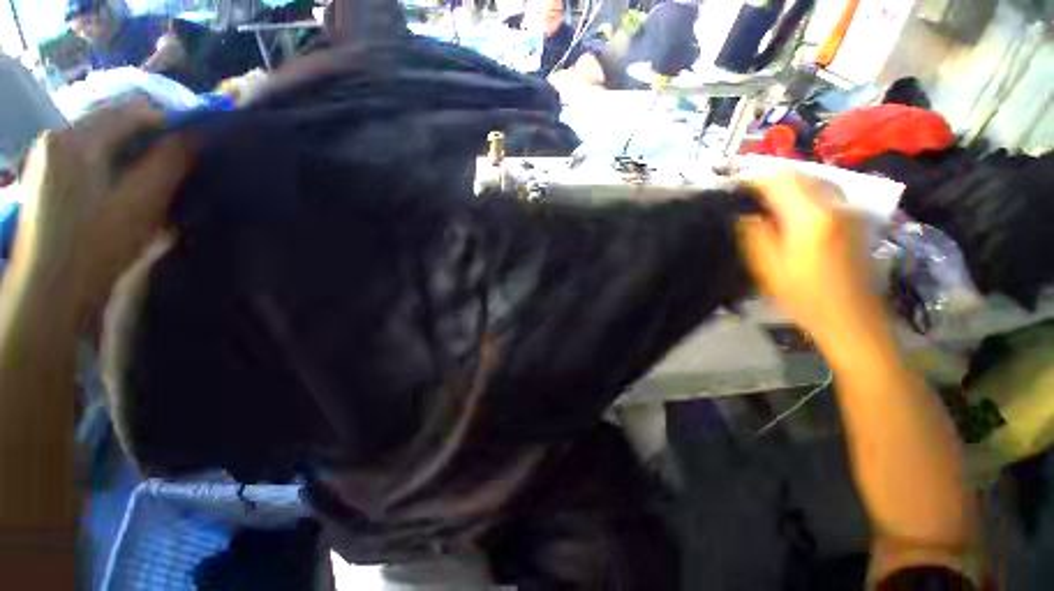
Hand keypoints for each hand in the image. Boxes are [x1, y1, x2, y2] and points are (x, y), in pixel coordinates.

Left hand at [13, 98, 192, 318]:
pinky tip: (120, 178)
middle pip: (113, 118)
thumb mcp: (140, 205)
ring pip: (100, 133)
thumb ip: (167, 165)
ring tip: (150, 172)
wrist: (49, 289)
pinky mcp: (44, 170)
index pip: (132, 111)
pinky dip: (109, 155)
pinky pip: (85, 147)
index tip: (194, 143)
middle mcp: (57, 135)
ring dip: (129, 146)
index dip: (169, 122)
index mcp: (77, 139)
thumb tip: (193, 137)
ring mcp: (46, 153)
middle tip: (174, 160)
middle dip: (147, 134)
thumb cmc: (96, 247)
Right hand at [737, 171, 885, 348]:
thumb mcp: (768, 268)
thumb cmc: (805, 297)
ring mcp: (849, 209)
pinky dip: (802, 195)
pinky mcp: (855, 218)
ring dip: (785, 187)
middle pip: (798, 175)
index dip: (752, 180)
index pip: (778, 179)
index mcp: (812, 217)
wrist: (852, 318)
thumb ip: (753, 235)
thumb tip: (743, 214)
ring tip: (763, 205)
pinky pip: (824, 193)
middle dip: (768, 181)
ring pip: (812, 181)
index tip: (733, 191)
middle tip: (745, 198)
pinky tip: (789, 213)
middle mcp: (835, 204)